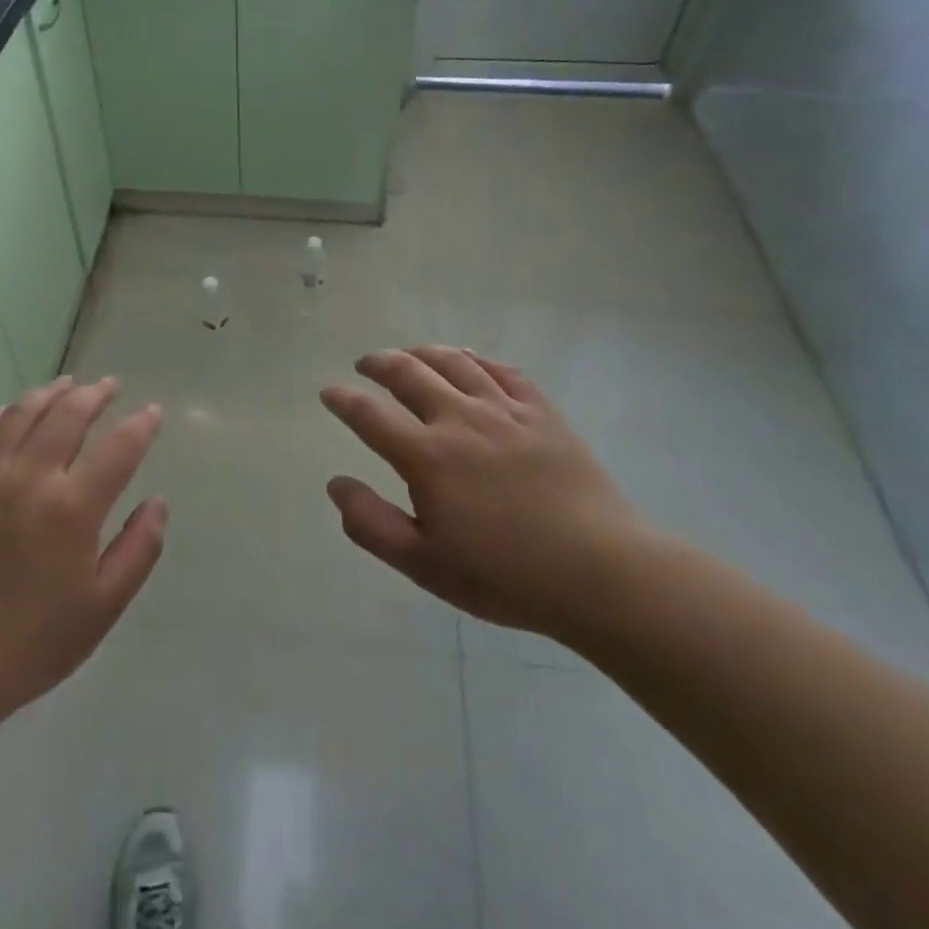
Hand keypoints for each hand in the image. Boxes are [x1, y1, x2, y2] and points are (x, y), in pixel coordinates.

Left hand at [0, 378, 165, 798]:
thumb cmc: (31, 643)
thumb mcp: (103, 607)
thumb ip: (139, 549)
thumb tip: (158, 502)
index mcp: (72, 508)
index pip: (119, 447)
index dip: (141, 425)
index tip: (152, 412)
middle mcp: (29, 478)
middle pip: (67, 415)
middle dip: (94, 395)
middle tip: (109, 386)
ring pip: (20, 414)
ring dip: (47, 394)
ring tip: (65, 386)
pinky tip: (5, 416)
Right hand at [321, 347, 648, 645]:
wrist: (600, 572)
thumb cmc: (505, 576)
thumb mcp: (425, 564)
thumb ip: (372, 523)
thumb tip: (336, 484)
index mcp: (427, 457)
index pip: (369, 415)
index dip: (343, 400)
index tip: (329, 391)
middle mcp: (460, 420)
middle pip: (409, 373)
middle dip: (379, 363)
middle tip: (366, 364)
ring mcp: (505, 410)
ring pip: (454, 362)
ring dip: (422, 352)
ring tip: (409, 354)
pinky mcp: (542, 412)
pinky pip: (502, 370)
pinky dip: (476, 358)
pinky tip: (468, 360)